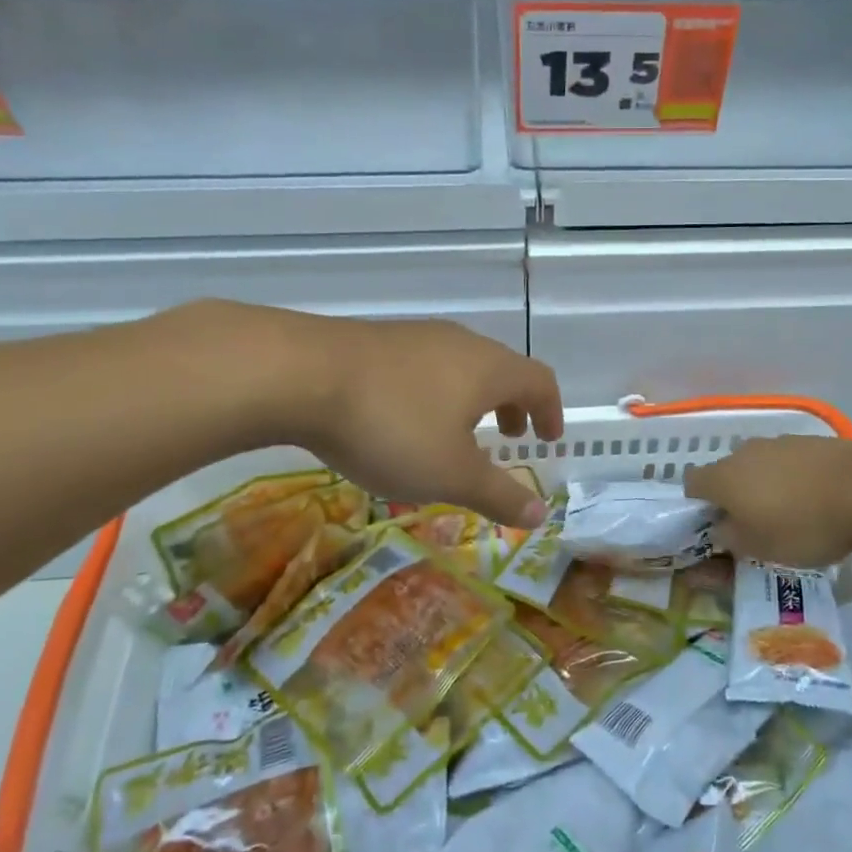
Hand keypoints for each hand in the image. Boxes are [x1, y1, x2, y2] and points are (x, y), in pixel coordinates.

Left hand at [293, 315, 562, 528]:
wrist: (299, 374)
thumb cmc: (392, 427)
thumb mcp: (450, 474)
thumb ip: (498, 495)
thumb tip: (541, 515)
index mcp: (490, 369)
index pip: (540, 381)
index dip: (551, 411)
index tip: (548, 439)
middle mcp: (460, 343)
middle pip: (502, 369)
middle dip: (511, 405)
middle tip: (507, 438)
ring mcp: (416, 336)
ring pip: (460, 366)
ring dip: (471, 399)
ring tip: (455, 433)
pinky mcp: (376, 340)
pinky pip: (424, 366)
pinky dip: (435, 393)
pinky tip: (403, 419)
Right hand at [683, 435, 851, 567]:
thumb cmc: (804, 524)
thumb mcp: (761, 548)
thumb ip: (731, 539)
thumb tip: (720, 529)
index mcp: (723, 478)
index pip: (691, 484)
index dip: (698, 506)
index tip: (716, 528)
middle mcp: (743, 453)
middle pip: (726, 474)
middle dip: (735, 498)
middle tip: (755, 527)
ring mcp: (777, 443)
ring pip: (759, 467)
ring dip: (766, 487)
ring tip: (792, 514)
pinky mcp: (809, 442)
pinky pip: (788, 463)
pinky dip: (793, 479)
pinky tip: (816, 499)